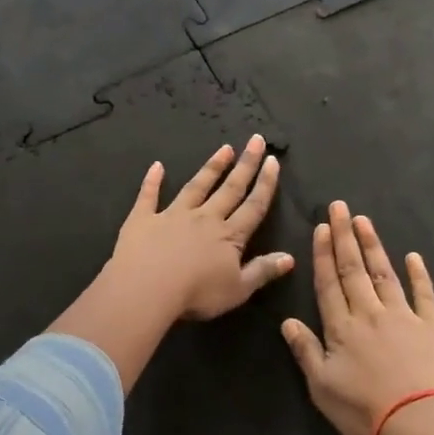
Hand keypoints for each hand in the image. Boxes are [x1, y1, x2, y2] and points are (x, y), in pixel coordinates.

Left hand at [109, 135, 293, 321]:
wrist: (147, 289)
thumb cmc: (196, 294)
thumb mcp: (238, 289)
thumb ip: (262, 271)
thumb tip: (290, 257)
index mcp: (229, 236)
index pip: (253, 206)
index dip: (265, 184)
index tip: (273, 161)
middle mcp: (204, 218)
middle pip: (229, 188)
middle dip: (245, 164)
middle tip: (256, 140)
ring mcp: (173, 215)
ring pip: (196, 186)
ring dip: (211, 167)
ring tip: (224, 149)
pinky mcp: (143, 219)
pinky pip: (149, 196)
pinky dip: (152, 180)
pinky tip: (157, 166)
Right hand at [281, 201, 433, 434]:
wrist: (422, 422)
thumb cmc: (365, 411)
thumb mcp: (322, 387)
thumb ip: (305, 351)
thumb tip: (287, 321)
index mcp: (341, 328)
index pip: (329, 284)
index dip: (323, 255)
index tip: (321, 228)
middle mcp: (370, 313)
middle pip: (354, 270)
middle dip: (345, 236)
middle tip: (339, 207)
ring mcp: (404, 316)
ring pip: (384, 274)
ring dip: (373, 247)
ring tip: (364, 221)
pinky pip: (424, 294)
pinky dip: (419, 275)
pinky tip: (413, 257)